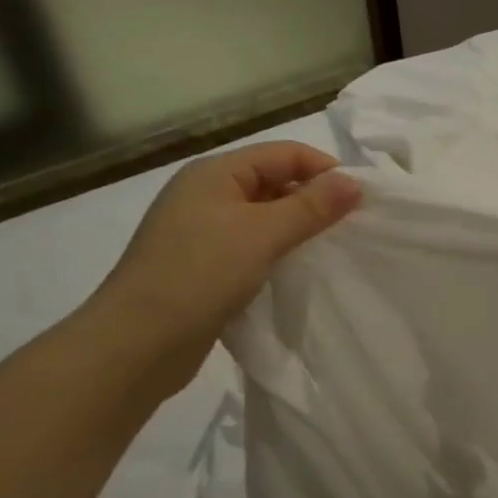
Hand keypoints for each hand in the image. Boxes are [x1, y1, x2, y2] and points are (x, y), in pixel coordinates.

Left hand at [90, 141, 360, 388]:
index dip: (324, 170)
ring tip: (330, 250)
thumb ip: (310, 207)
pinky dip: (277, 253)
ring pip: (263, 218)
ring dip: (296, 229)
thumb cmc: (199, 275)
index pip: (284, 154)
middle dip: (313, 200)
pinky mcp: (203, 266)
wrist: (136, 344)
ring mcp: (201, 232)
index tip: (361, 200)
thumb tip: (354, 182)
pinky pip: (251, 247)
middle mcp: (206, 194)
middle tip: (351, 228)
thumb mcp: (262, 234)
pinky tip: (296, 272)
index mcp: (215, 173)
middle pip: (273, 182)